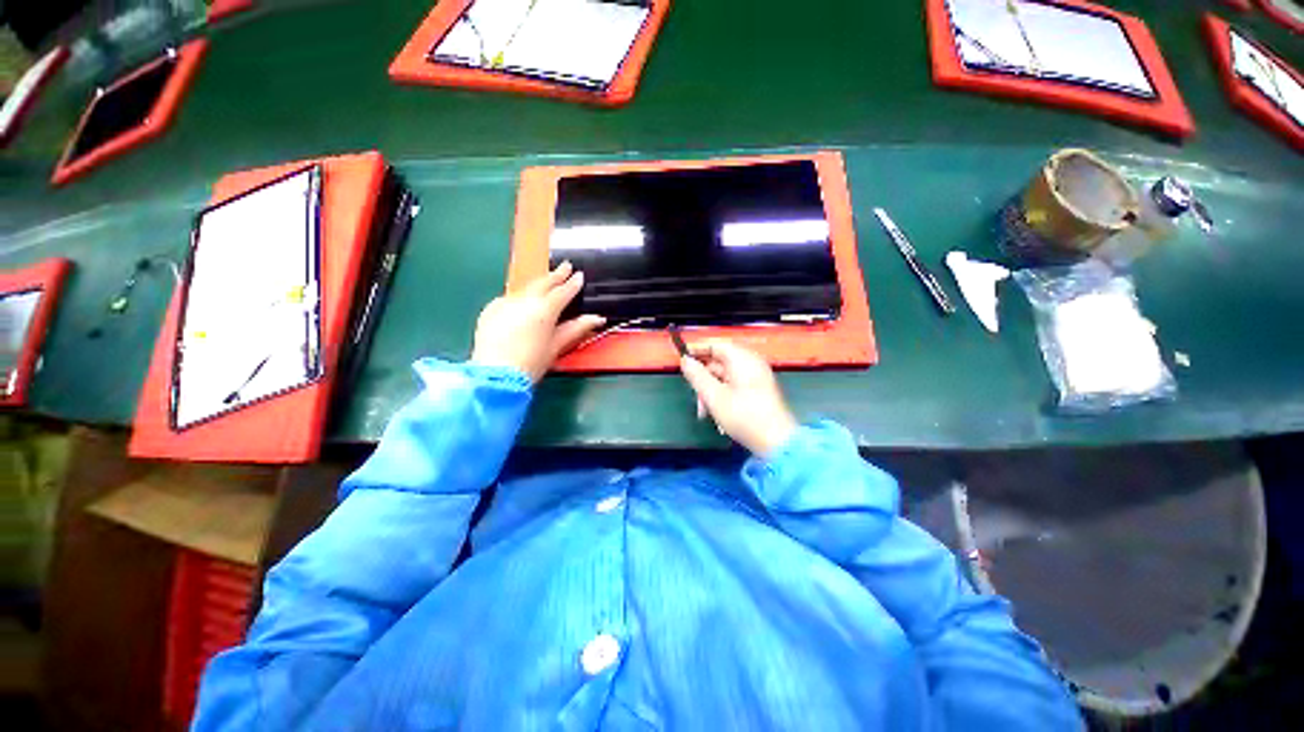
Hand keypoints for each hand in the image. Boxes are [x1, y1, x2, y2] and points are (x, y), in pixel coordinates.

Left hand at [471, 262, 604, 381]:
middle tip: (566, 266)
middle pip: (543, 283)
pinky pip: (509, 298)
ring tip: (547, 281)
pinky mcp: (490, 309)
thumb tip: (598, 318)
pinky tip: (523, 302)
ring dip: (538, 284)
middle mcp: (524, 300)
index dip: (573, 283)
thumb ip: (577, 328)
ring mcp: (505, 302)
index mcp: (544, 310)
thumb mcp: (557, 346)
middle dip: (556, 274)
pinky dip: (520, 297)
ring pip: (526, 288)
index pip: (563, 292)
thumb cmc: (532, 363)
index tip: (580, 275)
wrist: (495, 375)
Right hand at [678, 339, 797, 457]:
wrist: (776, 442)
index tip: (681, 362)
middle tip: (694, 397)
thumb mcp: (713, 396)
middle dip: (703, 379)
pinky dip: (722, 396)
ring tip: (704, 412)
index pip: (715, 345)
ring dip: (711, 391)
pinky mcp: (758, 391)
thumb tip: (685, 360)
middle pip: (719, 362)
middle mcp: (750, 363)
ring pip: (724, 377)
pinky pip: (734, 386)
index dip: (697, 351)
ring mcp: (756, 377)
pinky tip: (716, 414)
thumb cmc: (743, 415)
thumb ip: (696, 376)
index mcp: (742, 358)